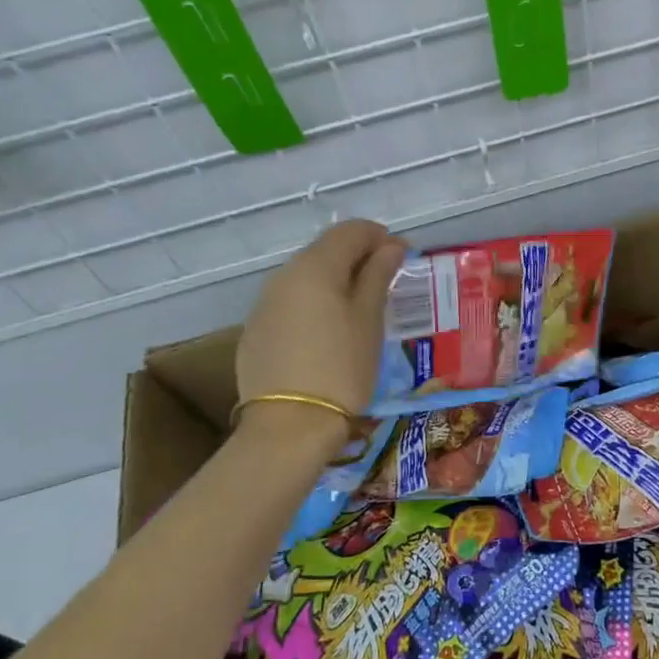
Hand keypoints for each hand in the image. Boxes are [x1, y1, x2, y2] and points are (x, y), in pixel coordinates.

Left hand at [236, 220, 406, 428]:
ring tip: (359, 309)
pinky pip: (290, 304)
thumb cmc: (341, 368)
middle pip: (325, 250)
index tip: (402, 258)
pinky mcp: (255, 332)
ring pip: (306, 278)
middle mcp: (283, 275)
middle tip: (385, 283)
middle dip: (358, 258)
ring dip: (335, 282)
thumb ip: (378, 275)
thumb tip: (391, 246)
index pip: (350, 231)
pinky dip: (313, 305)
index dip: (379, 237)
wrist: (288, 428)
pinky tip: (327, 334)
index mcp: (315, 266)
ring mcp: (264, 304)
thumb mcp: (369, 319)